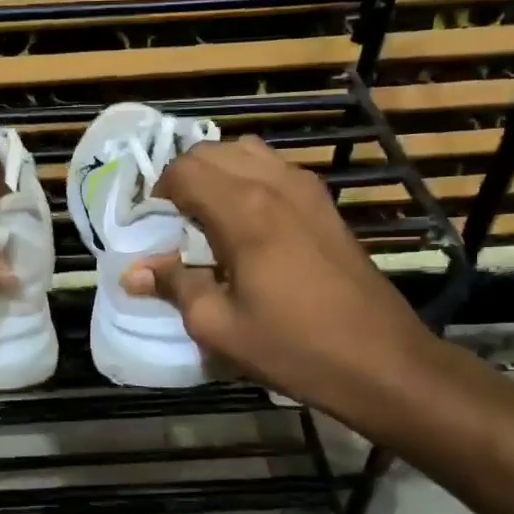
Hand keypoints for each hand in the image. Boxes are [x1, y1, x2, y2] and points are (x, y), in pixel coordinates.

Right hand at [123, 137, 441, 424]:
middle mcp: (274, 184)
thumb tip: (132, 273)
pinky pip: (276, 170)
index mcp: (243, 210)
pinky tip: (246, 224)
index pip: (183, 171)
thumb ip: (174, 286)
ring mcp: (307, 190)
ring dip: (217, 174)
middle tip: (172, 223)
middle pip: (212, 152)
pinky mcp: (326, 205)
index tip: (148, 228)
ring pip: (247, 153)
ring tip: (206, 218)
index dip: (157, 194)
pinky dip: (249, 180)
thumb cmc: (293, 346)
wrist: (381, 361)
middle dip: (183, 179)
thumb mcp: (219, 326)